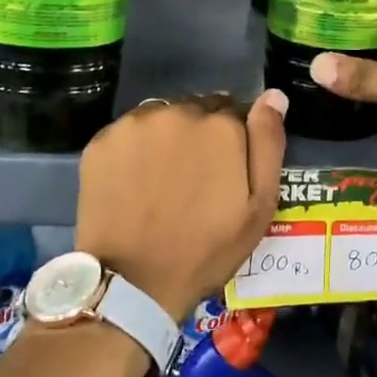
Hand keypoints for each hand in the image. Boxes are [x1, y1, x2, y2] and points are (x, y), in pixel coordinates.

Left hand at [75, 91, 287, 320]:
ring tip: (163, 179)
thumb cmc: (207, 249)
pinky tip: (135, 180)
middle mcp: (178, 111)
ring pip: (162, 117)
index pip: (234, 110)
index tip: (226, 169)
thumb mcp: (259, 206)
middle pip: (197, 110)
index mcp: (221, 125)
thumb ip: (268, 144)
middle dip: (201, 134)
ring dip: (168, 137)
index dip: (233, 140)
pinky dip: (136, 148)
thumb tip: (274, 96)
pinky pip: (129, 132)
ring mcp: (135, 124)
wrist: (134, 280)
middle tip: (195, 177)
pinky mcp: (103, 140)